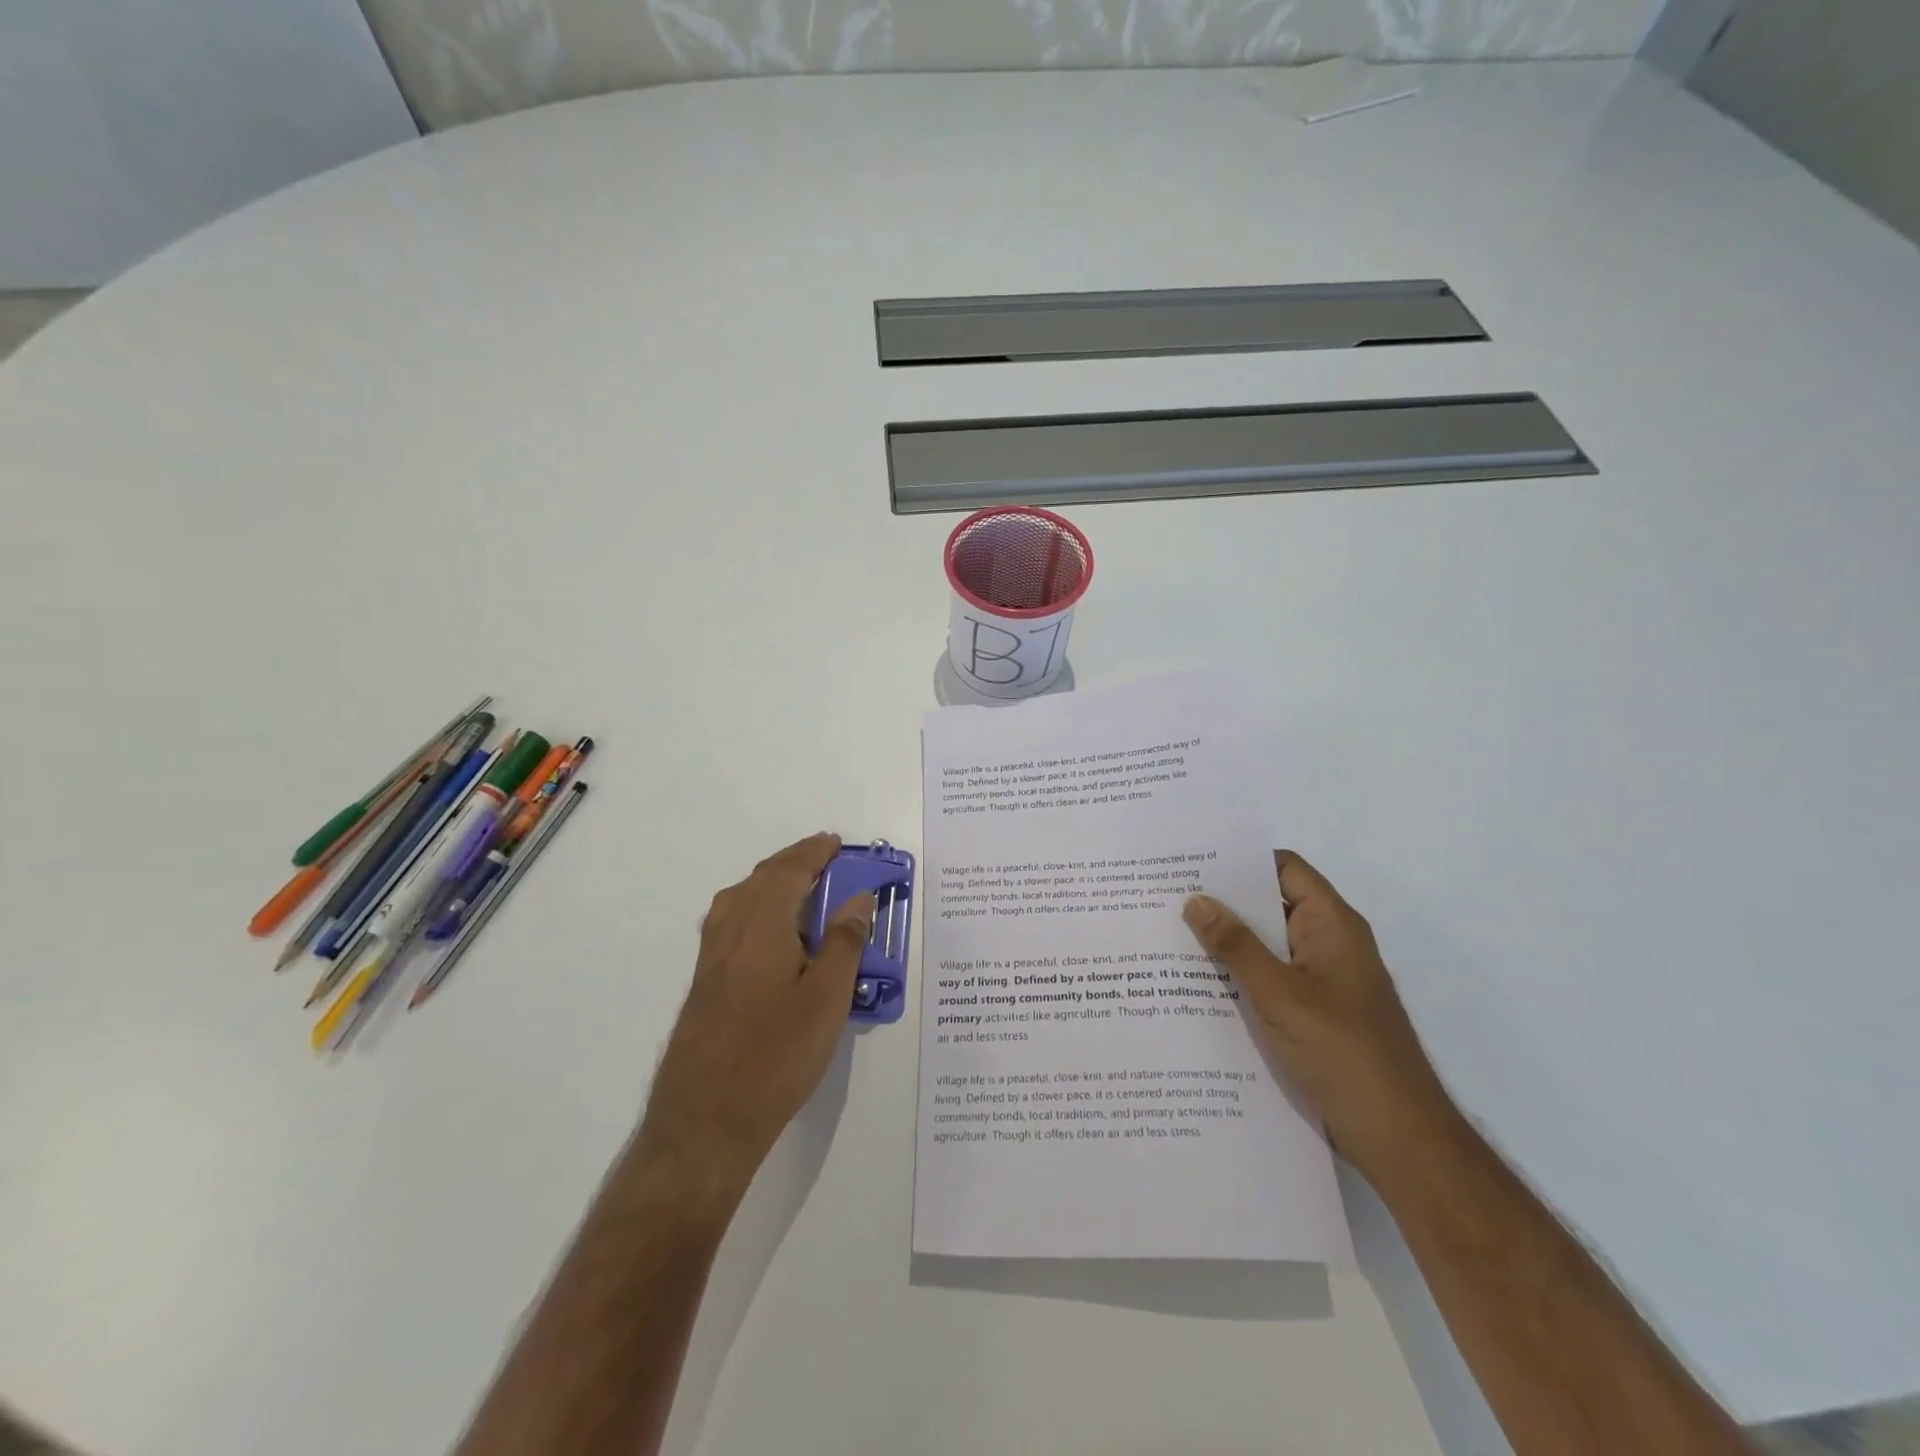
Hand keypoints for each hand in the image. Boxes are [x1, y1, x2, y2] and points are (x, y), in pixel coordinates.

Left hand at [637, 833, 873, 1205]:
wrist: (705, 1122)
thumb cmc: (775, 1057)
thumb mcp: (826, 1000)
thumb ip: (844, 943)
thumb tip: (858, 898)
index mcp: (760, 926)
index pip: (788, 872)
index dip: (814, 853)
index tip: (836, 842)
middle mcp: (729, 930)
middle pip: (762, 878)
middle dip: (794, 862)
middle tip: (827, 858)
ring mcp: (711, 957)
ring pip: (741, 898)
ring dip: (773, 882)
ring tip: (804, 887)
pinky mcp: (705, 981)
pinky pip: (732, 920)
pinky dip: (758, 905)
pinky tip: (772, 931)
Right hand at [1183, 851, 1456, 1185]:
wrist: (1398, 1138)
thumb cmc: (1343, 1053)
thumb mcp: (1280, 994)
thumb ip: (1236, 946)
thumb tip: (1195, 899)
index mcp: (1332, 925)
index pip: (1284, 869)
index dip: (1241, 860)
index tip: (1191, 861)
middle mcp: (1329, 943)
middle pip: (1272, 905)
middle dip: (1224, 902)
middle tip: (1167, 897)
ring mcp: (1323, 980)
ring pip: (1268, 946)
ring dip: (1228, 941)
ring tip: (1170, 934)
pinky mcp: (1314, 1013)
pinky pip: (1271, 979)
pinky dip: (1239, 975)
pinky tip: (1198, 983)